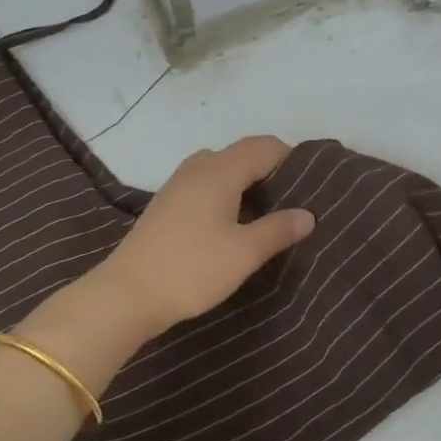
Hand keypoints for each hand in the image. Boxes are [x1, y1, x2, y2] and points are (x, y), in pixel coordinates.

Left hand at [96, 136, 315, 338]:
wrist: (128, 294)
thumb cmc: (191, 269)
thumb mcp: (244, 253)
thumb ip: (279, 230)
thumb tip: (308, 214)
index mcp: (219, 170)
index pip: (265, 146)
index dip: (291, 160)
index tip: (313, 186)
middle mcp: (198, 168)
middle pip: (243, 155)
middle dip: (271, 172)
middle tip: (295, 203)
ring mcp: (178, 185)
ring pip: (223, 170)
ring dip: (247, 185)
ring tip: (269, 216)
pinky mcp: (167, 205)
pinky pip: (206, 186)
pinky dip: (227, 196)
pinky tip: (235, 226)